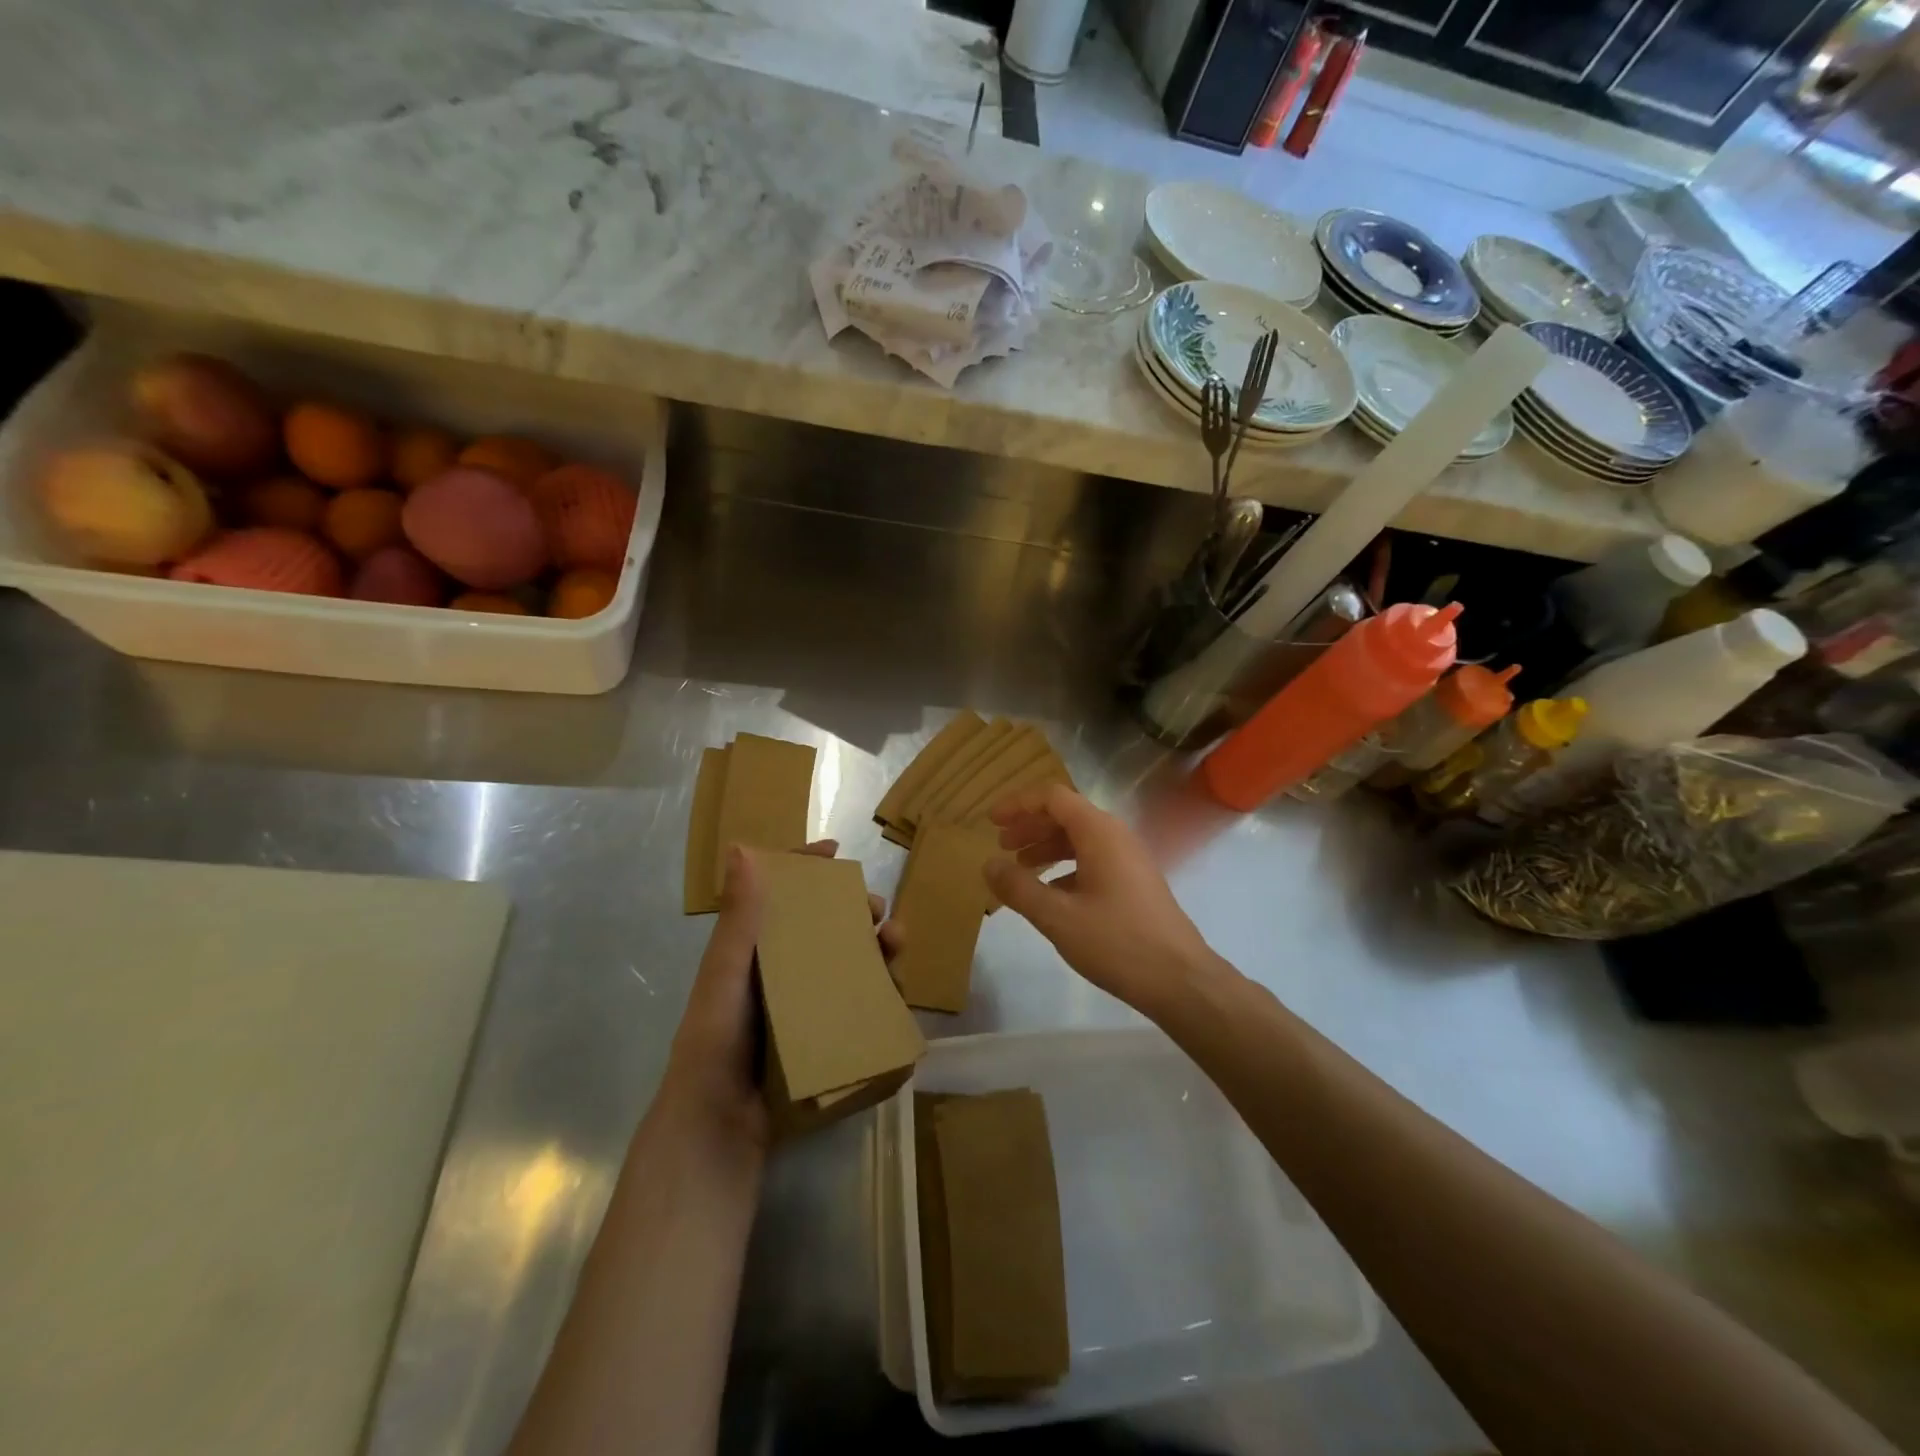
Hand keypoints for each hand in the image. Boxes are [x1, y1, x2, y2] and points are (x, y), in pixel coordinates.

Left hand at [661, 839, 901, 1153]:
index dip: (806, 867)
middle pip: (827, 925)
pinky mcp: (827, 1035)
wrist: (720, 1125)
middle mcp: (784, 970)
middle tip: (878, 910)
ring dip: (877, 946)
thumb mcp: (726, 974)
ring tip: (895, 944)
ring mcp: (808, 1004)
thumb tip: (741, 848)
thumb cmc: (716, 1041)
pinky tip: (896, 989)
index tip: (836, 850)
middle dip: (856, 909)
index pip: (783, 895)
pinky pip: (861, 1003)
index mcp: (755, 949)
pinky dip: (881, 990)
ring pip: (851, 961)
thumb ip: (739, 918)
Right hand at [984, 784, 1217, 1015]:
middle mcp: (1115, 836)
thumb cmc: (1117, 942)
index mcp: (1099, 832)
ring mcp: (1128, 859)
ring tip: (1019, 868)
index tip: (991, 821)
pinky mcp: (1134, 882)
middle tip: (1000, 845)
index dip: (1018, 804)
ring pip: (1079, 839)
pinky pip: (1092, 860)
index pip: (1053, 797)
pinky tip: (1049, 894)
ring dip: (1046, 847)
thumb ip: (1019, 888)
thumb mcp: (1057, 917)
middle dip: (1029, 826)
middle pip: (1066, 815)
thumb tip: (989, 864)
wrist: (1180, 979)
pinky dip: (1064, 867)